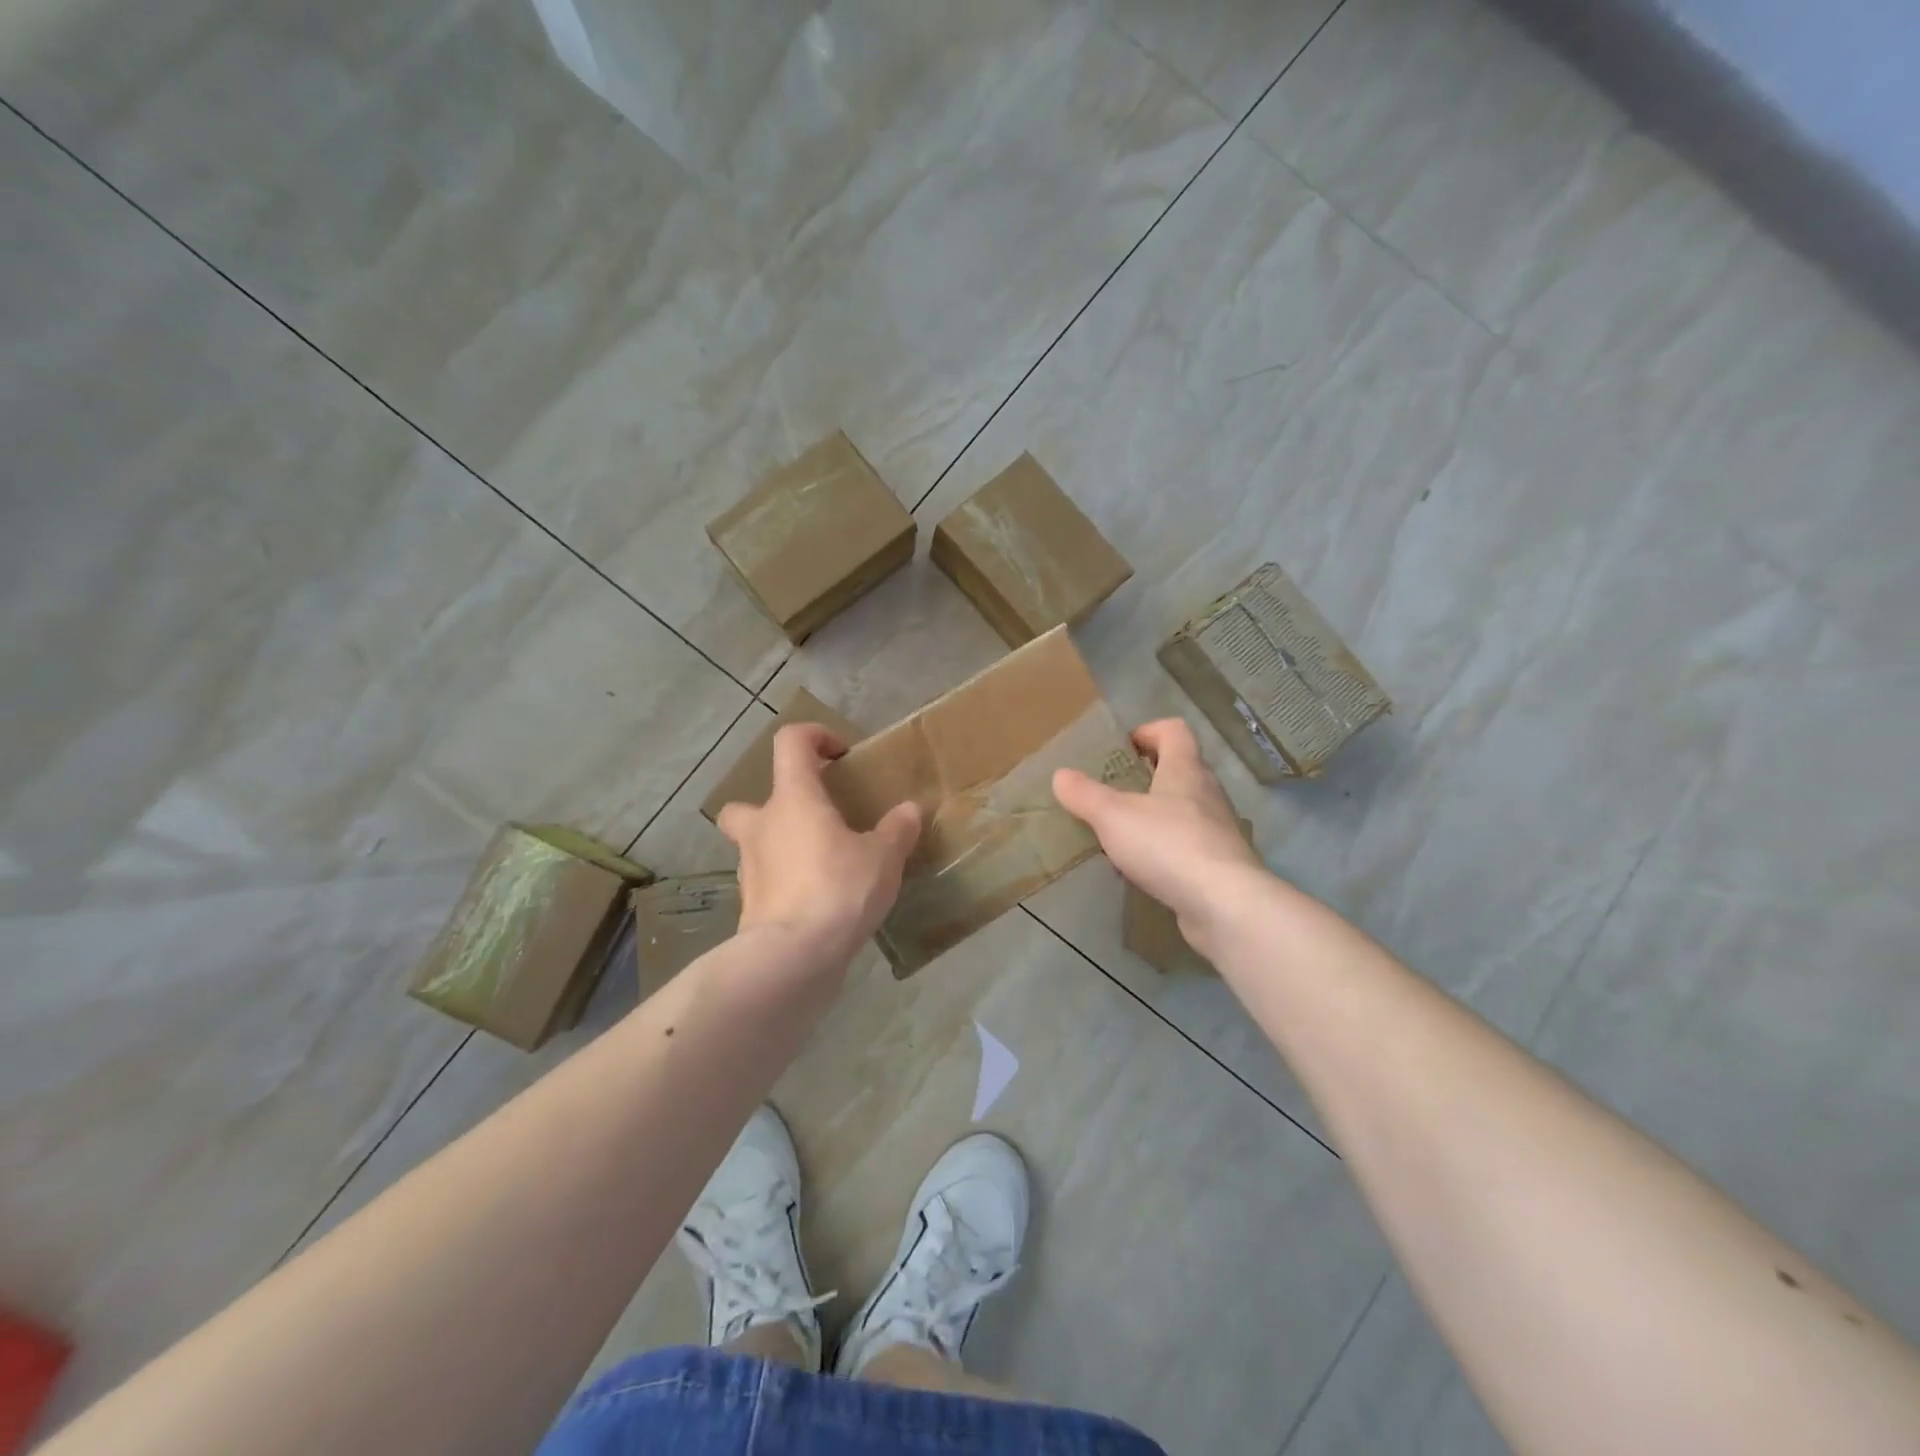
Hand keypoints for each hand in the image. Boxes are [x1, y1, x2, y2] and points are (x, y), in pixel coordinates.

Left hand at [717, 724, 922, 968]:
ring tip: (822, 866)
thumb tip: (909, 810)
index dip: (814, 737)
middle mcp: (762, 826)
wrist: (793, 957)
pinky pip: (766, 883)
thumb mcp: (883, 857)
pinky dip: (785, 885)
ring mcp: (749, 868)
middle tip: (813, 822)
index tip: (840, 756)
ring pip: (755, 846)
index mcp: (793, 799)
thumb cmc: (838, 889)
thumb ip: (896, 830)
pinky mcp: (750, 907)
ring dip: (781, 848)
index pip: (791, 742)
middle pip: (748, 802)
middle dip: (775, 807)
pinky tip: (817, 901)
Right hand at [1053, 718, 1264, 940]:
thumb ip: (1085, 795)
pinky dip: (1168, 848)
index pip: (1174, 731)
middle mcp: (1207, 793)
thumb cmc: (1167, 844)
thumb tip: (1060, 774)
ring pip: (1186, 809)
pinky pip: (1190, 844)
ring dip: (1159, 813)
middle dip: (1150, 774)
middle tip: (1117, 789)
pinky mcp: (1221, 864)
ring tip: (1126, 831)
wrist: (1224, 904)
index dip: (1149, 730)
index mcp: (1185, 769)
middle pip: (1182, 768)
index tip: (1124, 747)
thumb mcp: (1113, 817)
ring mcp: (1219, 829)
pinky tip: (1146, 867)